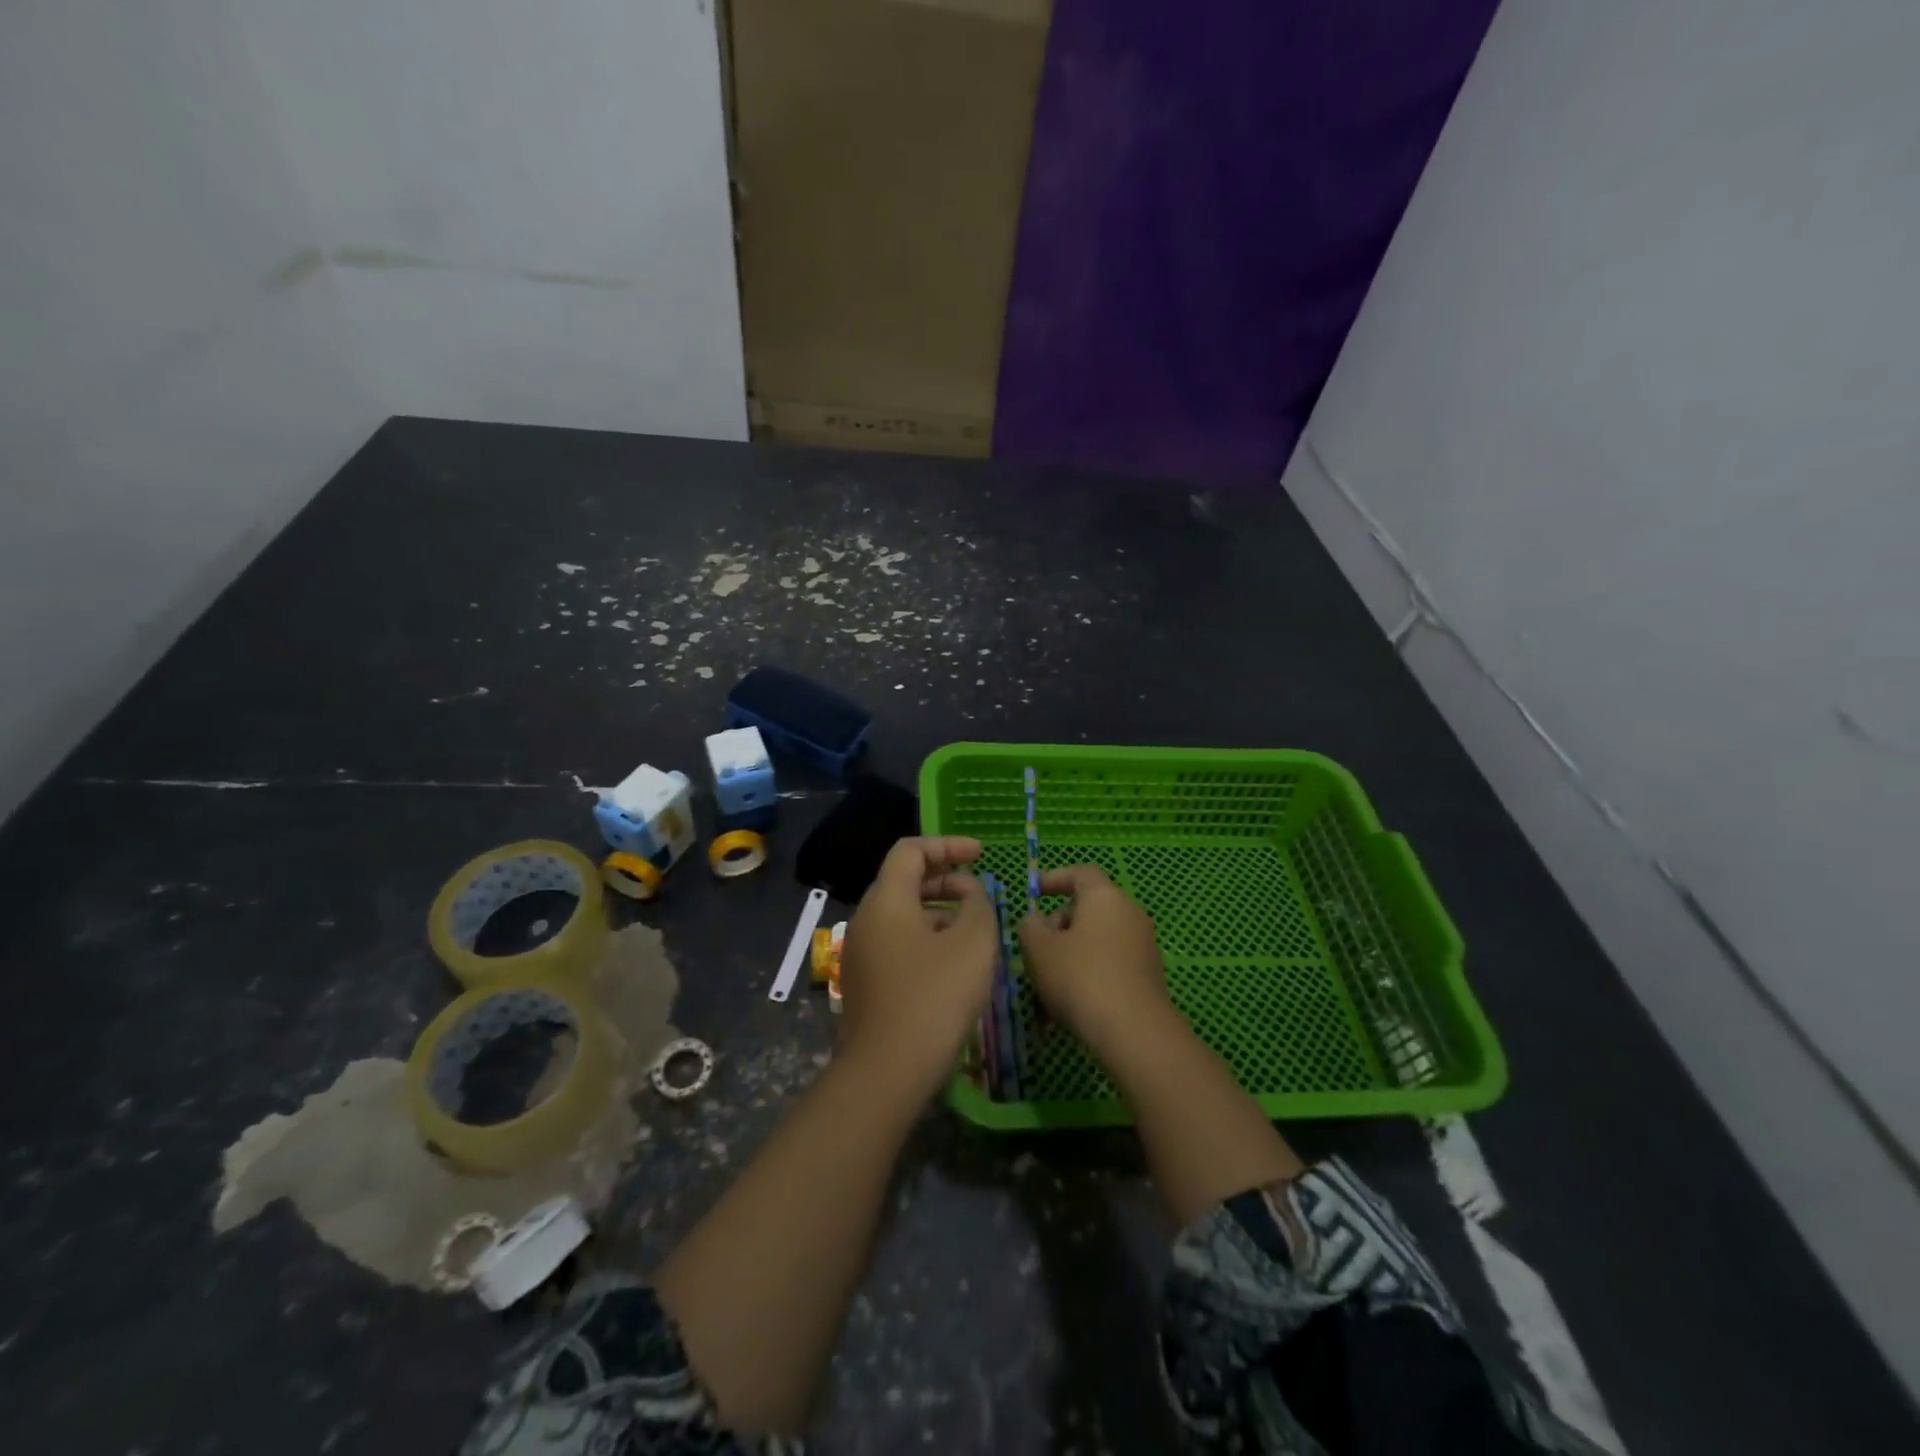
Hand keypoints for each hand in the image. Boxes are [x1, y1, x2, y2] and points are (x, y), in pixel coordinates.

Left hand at [838, 837, 997, 1096]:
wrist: (886, 1073)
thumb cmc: (934, 998)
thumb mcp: (973, 943)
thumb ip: (978, 905)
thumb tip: (970, 894)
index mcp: (886, 900)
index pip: (911, 850)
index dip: (947, 845)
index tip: (981, 854)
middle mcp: (866, 918)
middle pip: (904, 879)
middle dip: (945, 878)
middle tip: (981, 890)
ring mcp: (861, 951)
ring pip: (902, 912)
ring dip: (938, 909)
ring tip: (974, 925)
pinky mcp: (865, 981)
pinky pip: (897, 940)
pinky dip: (926, 935)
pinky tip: (953, 960)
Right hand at [1018, 865, 1174, 1056]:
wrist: (1133, 1031)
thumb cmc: (1079, 977)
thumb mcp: (1038, 948)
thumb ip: (1029, 926)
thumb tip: (1036, 922)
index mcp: (1104, 896)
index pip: (1080, 872)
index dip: (1055, 878)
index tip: (1034, 892)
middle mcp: (1129, 913)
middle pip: (1088, 908)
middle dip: (1058, 925)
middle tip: (1035, 949)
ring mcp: (1143, 945)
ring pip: (1096, 941)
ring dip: (1070, 955)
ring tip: (1045, 987)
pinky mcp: (1148, 975)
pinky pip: (1109, 964)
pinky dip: (1087, 974)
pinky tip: (1068, 1007)